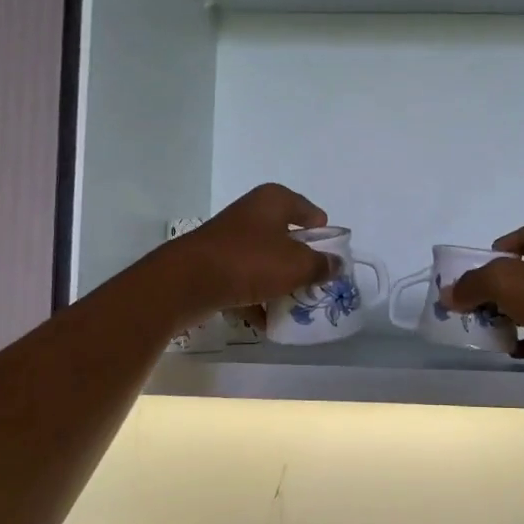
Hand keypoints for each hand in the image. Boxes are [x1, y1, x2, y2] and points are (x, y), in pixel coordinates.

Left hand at [161, 183, 333, 325]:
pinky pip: (245, 281)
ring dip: (279, 283)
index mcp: (273, 201)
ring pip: (265, 261)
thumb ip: (321, 265)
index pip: (309, 211)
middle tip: (317, 284)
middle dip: (301, 262)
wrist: (187, 282)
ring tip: (295, 308)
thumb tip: (336, 264)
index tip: (332, 257)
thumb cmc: (249, 262)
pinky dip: (256, 298)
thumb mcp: (296, 265)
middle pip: (287, 237)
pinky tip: (267, 323)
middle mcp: (251, 213)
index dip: (323, 233)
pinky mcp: (214, 264)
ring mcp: (230, 239)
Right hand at [444, 220, 523, 357]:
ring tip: (495, 330)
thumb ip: (470, 285)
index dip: (485, 263)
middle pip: (521, 270)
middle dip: (498, 290)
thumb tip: (447, 294)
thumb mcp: (501, 282)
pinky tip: (515, 349)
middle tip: (480, 310)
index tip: (473, 286)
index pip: (506, 242)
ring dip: (514, 312)